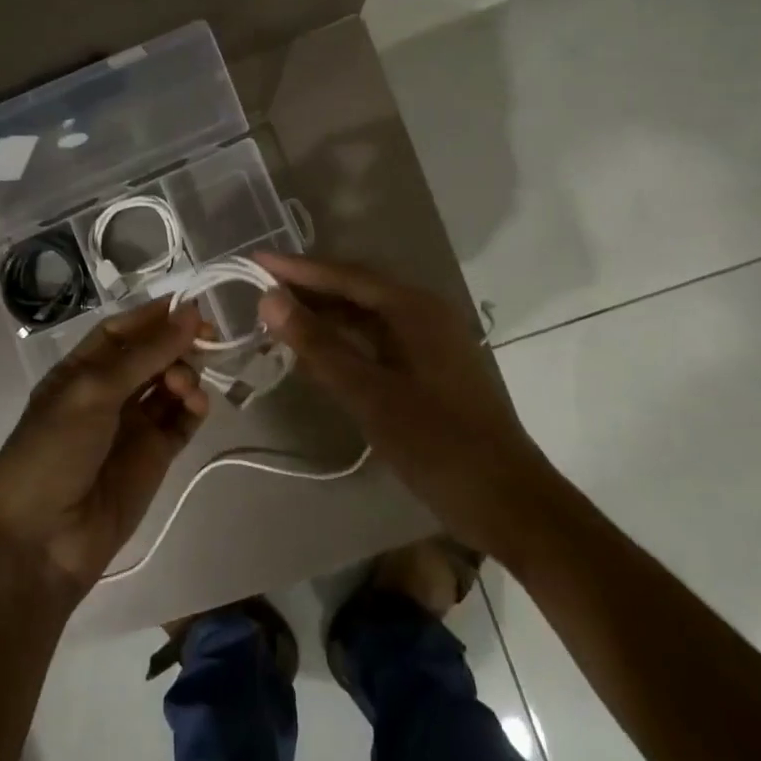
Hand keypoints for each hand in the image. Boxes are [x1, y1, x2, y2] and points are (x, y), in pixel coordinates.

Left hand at [0, 299, 208, 600]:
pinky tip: (196, 404)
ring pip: (170, 385)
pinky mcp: (155, 456)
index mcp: (79, 371)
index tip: (190, 305)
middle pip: (151, 355)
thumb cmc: (53, 452)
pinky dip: (194, 408)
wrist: (42, 540)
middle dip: (177, 343)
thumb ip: (145, 354)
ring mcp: (132, 425)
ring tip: (185, 385)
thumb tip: (190, 313)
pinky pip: (181, 421)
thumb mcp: (92, 393)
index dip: (153, 316)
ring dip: (185, 374)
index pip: (121, 331)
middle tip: (207, 338)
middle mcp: (107, 393)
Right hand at [253, 252, 552, 543]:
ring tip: (278, 317)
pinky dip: (345, 339)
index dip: (297, 269)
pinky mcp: (431, 366)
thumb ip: (317, 345)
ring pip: (367, 315)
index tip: (254, 261)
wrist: (507, 499)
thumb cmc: (436, 444)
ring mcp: (431, 340)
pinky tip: (318, 351)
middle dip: (308, 288)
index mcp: (414, 309)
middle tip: (259, 289)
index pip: (345, 275)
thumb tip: (269, 299)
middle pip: (357, 288)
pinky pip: (378, 338)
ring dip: (325, 314)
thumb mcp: (368, 394)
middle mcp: (425, 313)